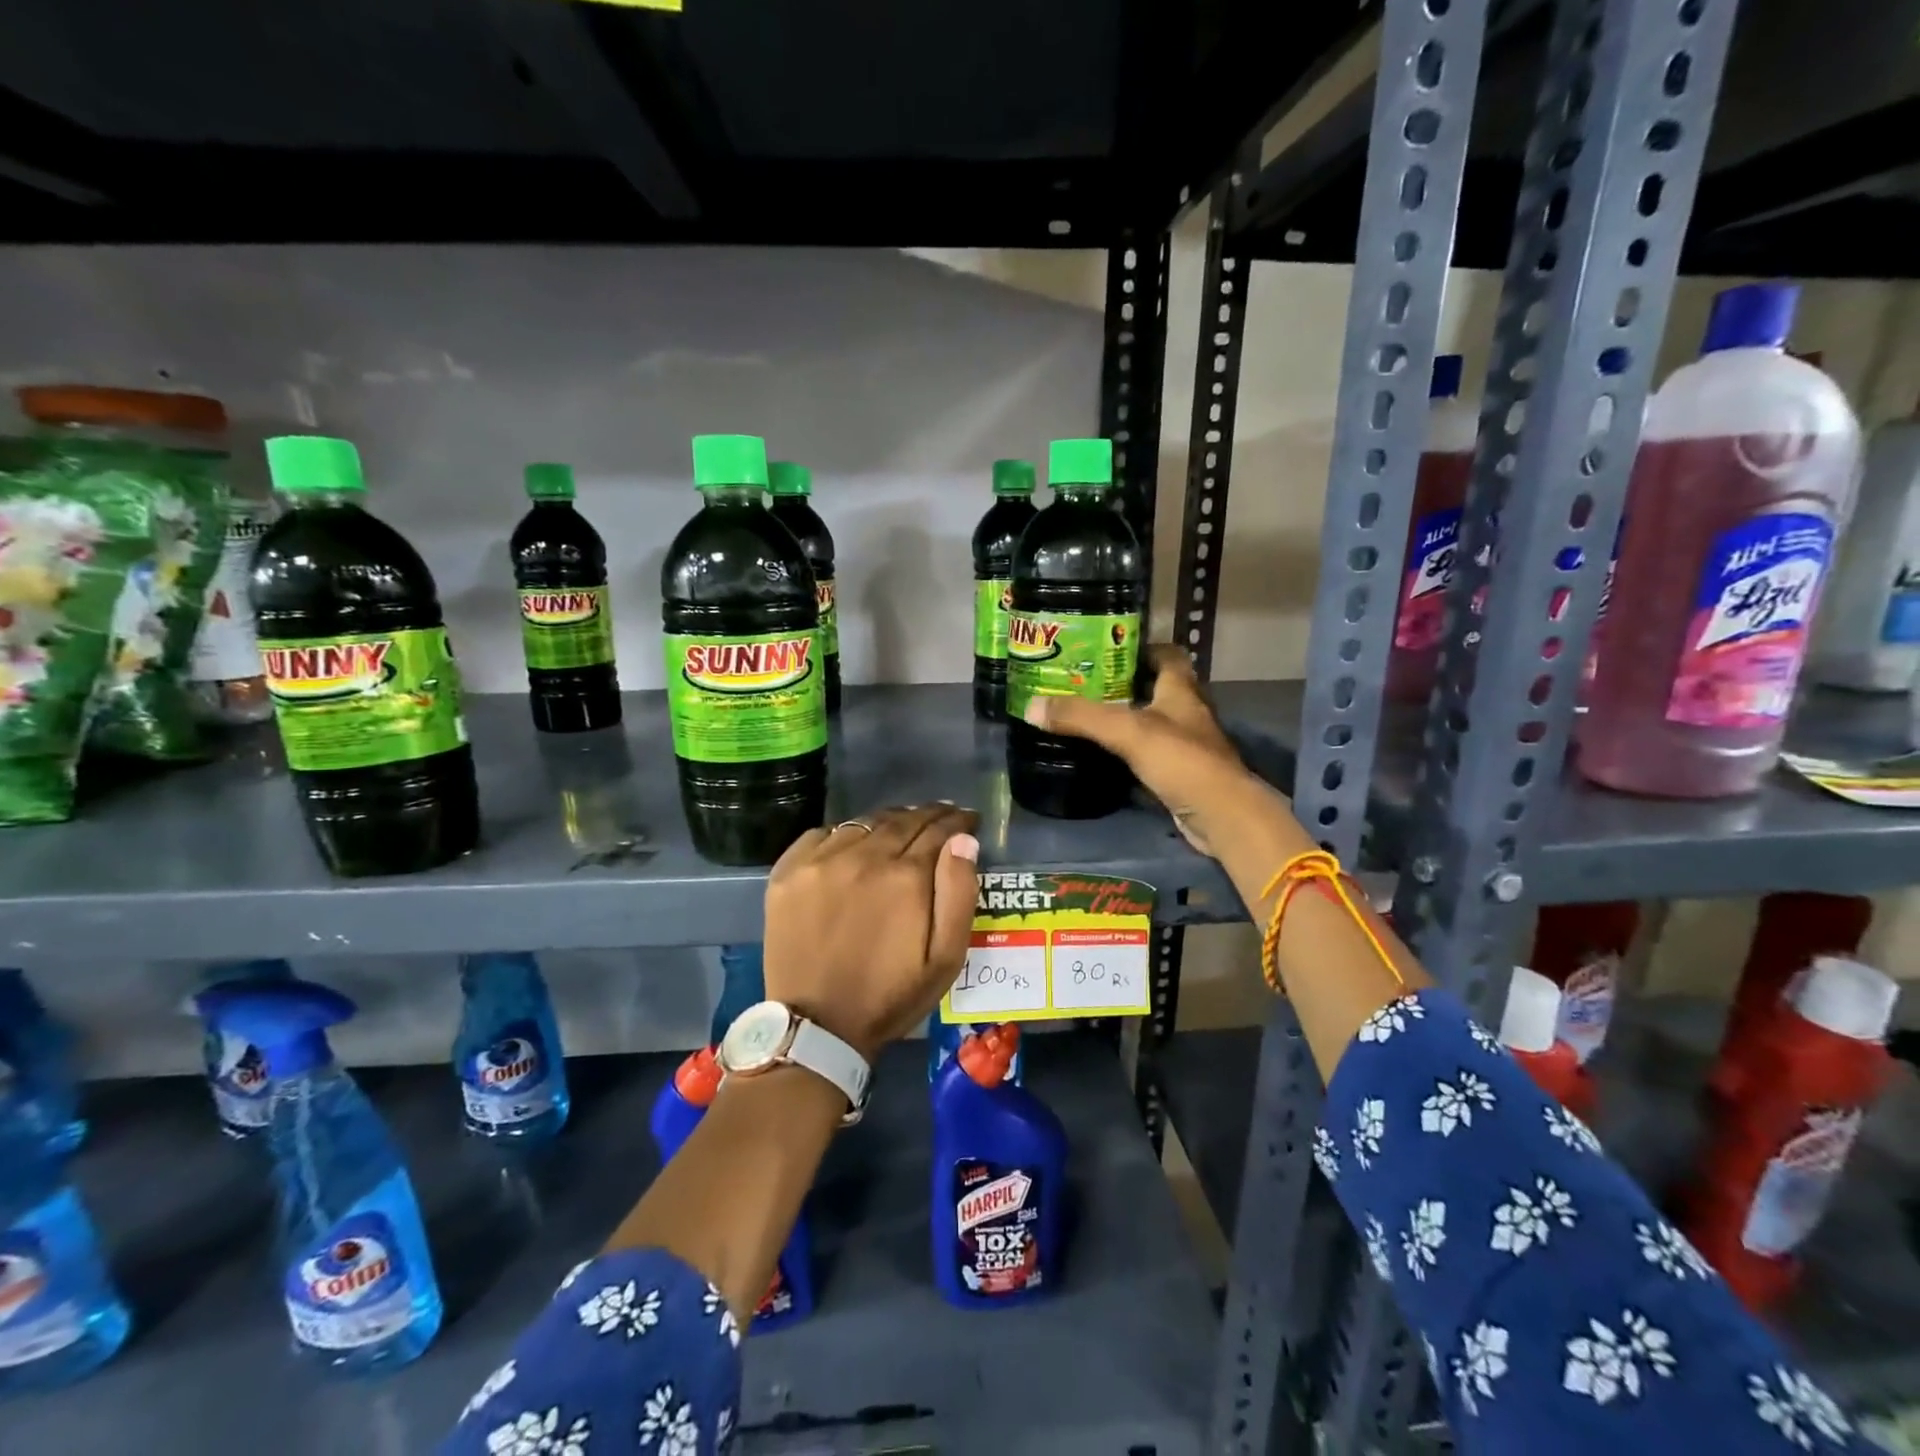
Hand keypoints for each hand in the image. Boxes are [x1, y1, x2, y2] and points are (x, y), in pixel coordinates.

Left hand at [762, 804, 980, 1060]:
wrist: (817, 1026)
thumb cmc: (890, 996)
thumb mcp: (945, 958)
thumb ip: (959, 893)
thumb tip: (964, 841)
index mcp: (904, 877)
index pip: (938, 831)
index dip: (957, 822)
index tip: (968, 819)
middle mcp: (862, 857)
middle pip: (901, 820)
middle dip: (927, 815)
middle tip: (940, 817)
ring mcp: (820, 861)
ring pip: (863, 824)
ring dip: (888, 822)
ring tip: (900, 828)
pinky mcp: (788, 871)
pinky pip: (823, 834)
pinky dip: (844, 834)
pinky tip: (853, 846)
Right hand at [1022, 646, 1265, 853]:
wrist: (1220, 814)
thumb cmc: (1180, 760)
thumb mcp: (1126, 731)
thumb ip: (1081, 717)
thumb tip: (1032, 706)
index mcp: (1181, 690)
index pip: (1169, 655)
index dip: (1143, 648)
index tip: (1109, 649)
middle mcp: (1187, 712)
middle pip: (1158, 688)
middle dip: (1126, 684)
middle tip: (1085, 683)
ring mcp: (1187, 745)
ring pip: (1154, 722)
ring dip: (1128, 718)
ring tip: (1088, 716)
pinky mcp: (1181, 774)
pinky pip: (1151, 753)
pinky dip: (1131, 751)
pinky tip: (1106, 755)